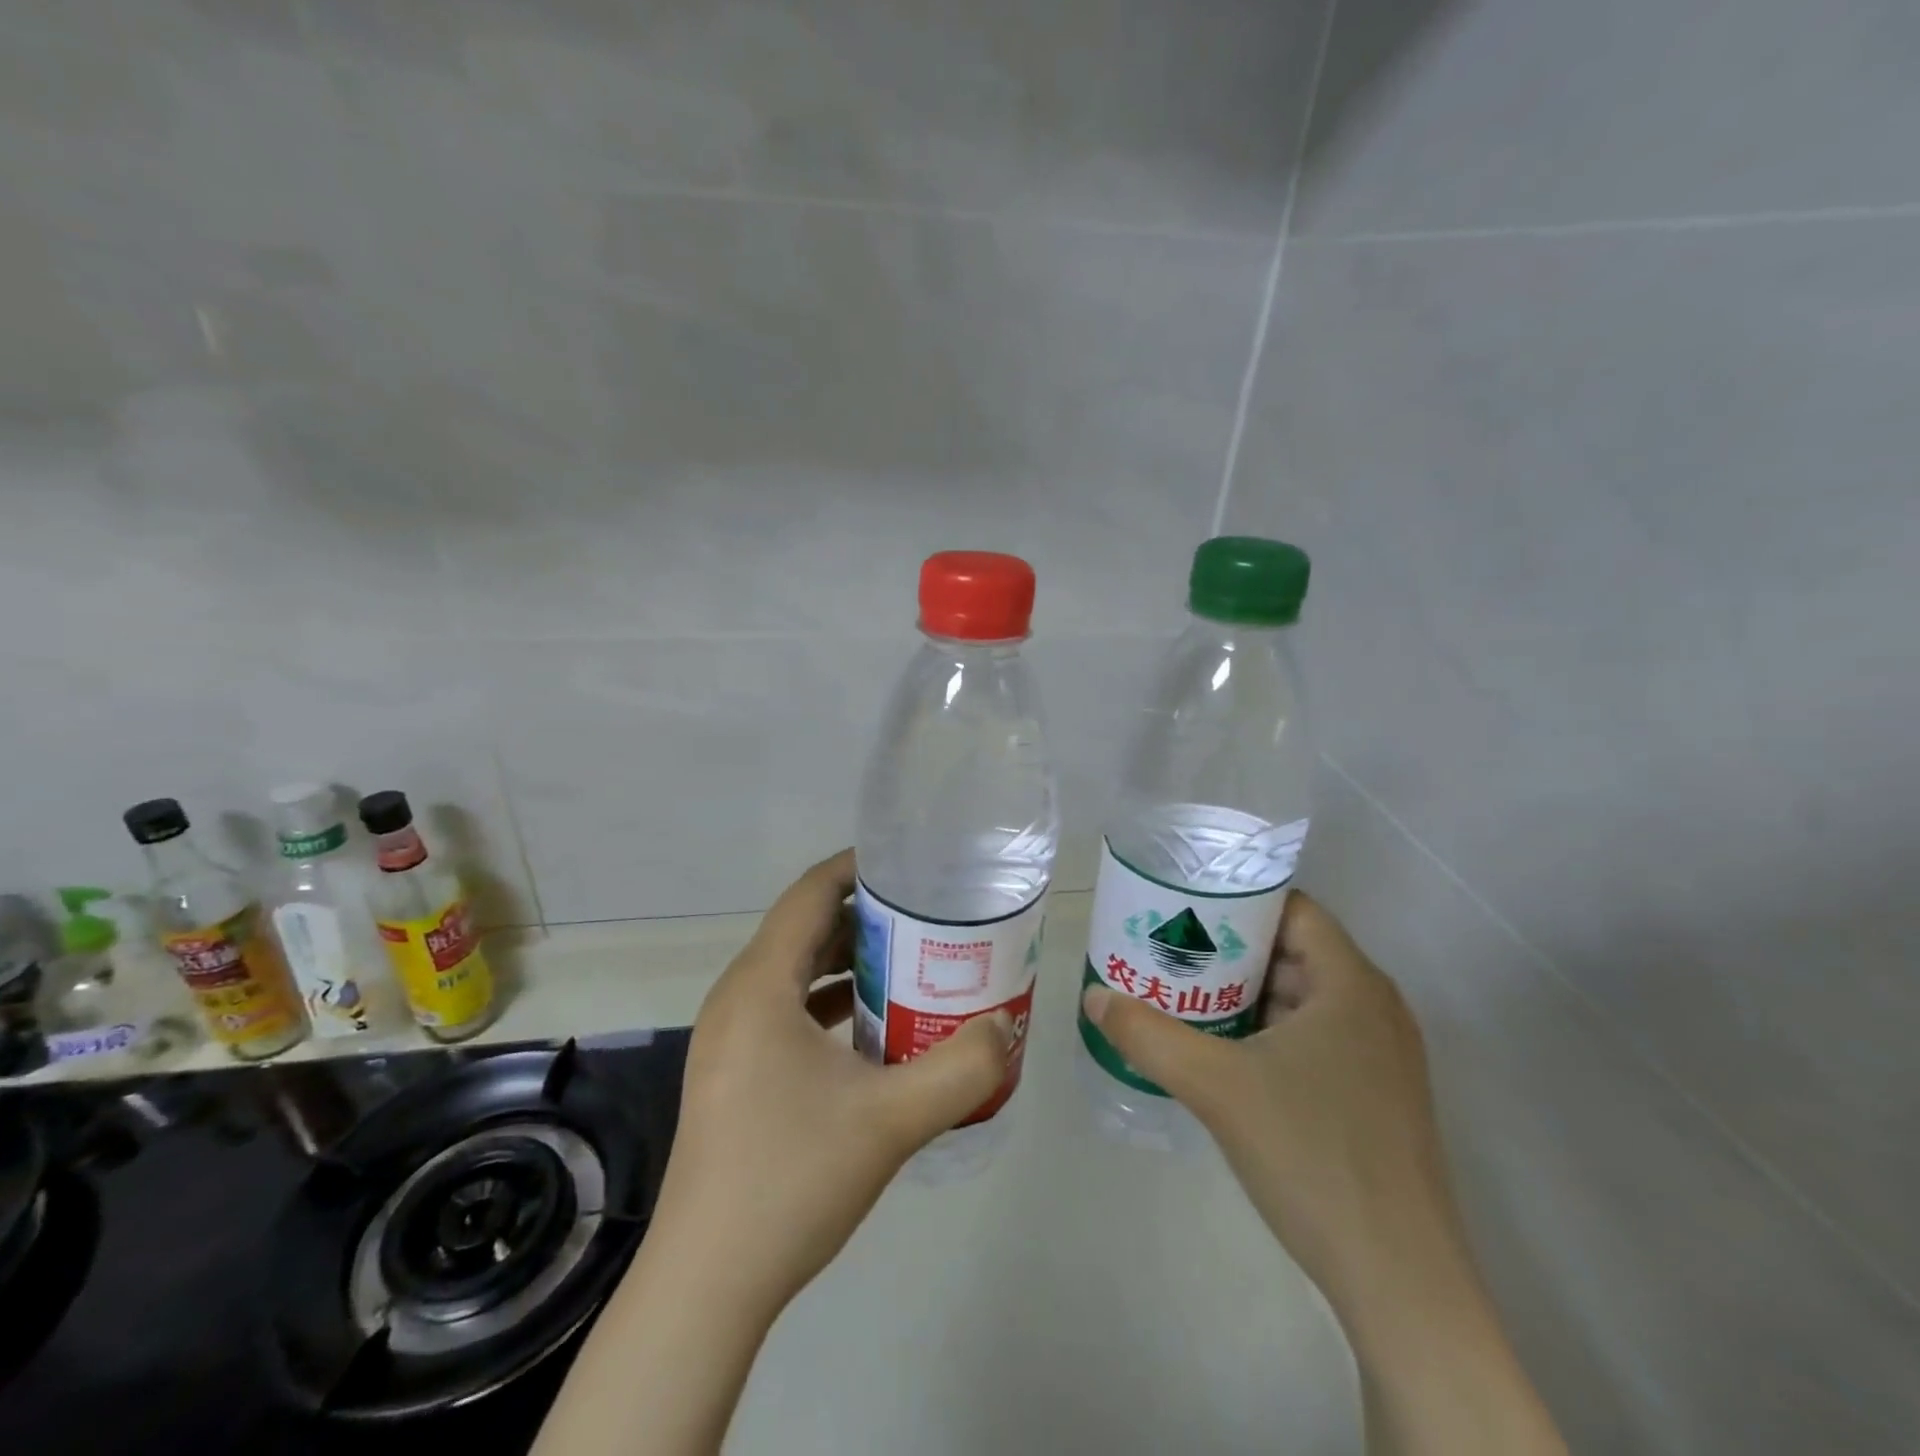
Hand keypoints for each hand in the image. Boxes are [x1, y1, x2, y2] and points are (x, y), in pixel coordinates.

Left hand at [652, 847, 1014, 1311]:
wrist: (707, 1285)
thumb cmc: (791, 1181)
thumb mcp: (891, 1120)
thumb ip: (961, 1068)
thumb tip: (1005, 1027)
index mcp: (760, 986)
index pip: (810, 893)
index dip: (859, 867)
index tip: (913, 864)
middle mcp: (738, 997)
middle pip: (806, 928)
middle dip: (867, 915)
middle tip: (930, 915)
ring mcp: (731, 1036)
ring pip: (797, 971)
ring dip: (852, 960)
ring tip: (914, 961)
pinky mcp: (735, 1070)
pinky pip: (788, 1009)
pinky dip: (832, 1001)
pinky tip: (877, 1025)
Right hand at [1083, 888, 1451, 1311]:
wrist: (1400, 1282)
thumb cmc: (1313, 1156)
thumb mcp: (1215, 1087)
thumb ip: (1149, 1035)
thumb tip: (1094, 997)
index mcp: (1352, 984)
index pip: (1292, 909)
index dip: (1236, 900)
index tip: (1183, 907)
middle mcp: (1375, 1008)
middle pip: (1293, 951)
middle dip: (1229, 948)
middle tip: (1170, 951)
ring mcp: (1381, 1056)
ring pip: (1302, 997)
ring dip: (1245, 993)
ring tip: (1184, 995)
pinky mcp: (1375, 1096)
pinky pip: (1315, 1036)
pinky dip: (1268, 1030)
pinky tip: (1224, 1052)